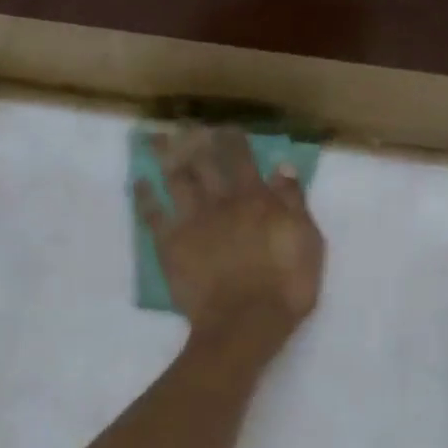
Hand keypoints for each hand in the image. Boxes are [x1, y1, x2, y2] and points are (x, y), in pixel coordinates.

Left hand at [138, 128, 324, 362]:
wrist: (246, 322)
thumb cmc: (287, 286)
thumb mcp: (308, 241)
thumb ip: (293, 203)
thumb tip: (282, 168)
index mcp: (255, 199)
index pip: (241, 159)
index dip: (233, 139)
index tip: (225, 127)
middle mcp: (220, 201)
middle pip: (203, 162)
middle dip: (194, 140)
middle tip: (185, 126)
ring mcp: (192, 221)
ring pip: (175, 179)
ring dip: (164, 157)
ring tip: (155, 140)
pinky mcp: (170, 244)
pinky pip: (152, 214)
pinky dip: (145, 196)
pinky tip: (140, 183)